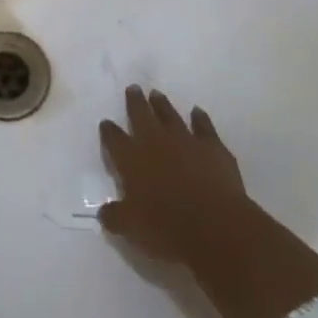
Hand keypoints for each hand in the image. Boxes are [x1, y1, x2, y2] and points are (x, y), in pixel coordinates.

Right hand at [99, 86, 252, 268]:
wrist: (214, 226)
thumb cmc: (167, 229)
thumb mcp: (132, 229)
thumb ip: (115, 217)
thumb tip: (103, 212)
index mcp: (131, 159)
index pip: (114, 139)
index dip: (109, 131)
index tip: (106, 123)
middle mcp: (155, 141)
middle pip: (141, 114)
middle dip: (135, 101)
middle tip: (133, 88)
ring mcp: (184, 139)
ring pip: (169, 114)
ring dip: (162, 104)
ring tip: (156, 94)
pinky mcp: (211, 145)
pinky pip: (203, 125)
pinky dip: (199, 118)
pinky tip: (197, 112)